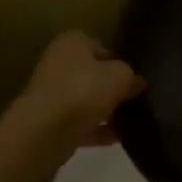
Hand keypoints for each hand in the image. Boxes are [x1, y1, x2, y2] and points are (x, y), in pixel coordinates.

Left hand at [19, 31, 144, 144]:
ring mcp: (52, 94)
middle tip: (135, 98)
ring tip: (131, 120)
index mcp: (71, 43)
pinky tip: (118, 138)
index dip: (120, 60)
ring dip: (107, 110)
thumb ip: (132, 75)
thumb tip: (136, 82)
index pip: (101, 46)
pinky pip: (81, 124)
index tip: (135, 76)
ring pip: (87, 100)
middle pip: (93, 74)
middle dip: (113, 87)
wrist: (44, 132)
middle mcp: (57, 64)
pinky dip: (98, 130)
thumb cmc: (84, 91)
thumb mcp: (121, 76)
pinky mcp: (50, 122)